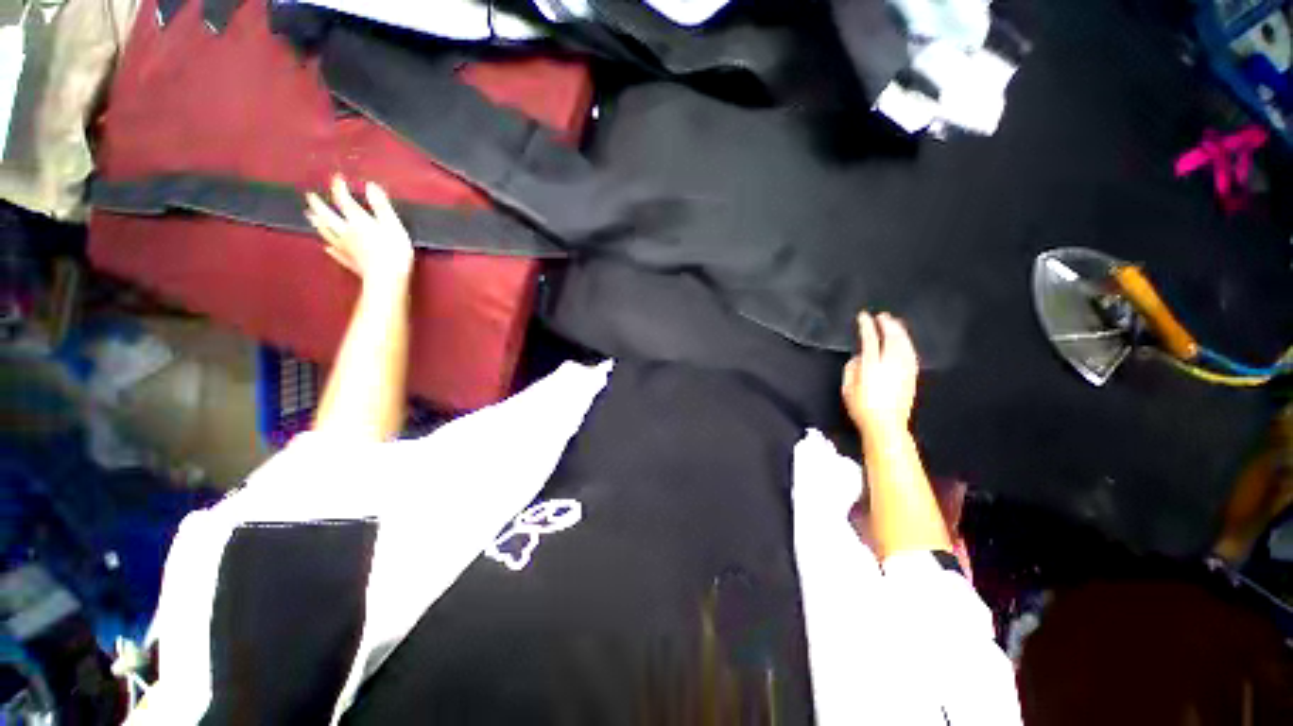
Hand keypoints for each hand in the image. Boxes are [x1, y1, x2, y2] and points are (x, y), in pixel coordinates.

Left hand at [305, 176, 413, 284]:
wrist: (386, 278)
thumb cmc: (394, 251)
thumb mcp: (393, 225)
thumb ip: (381, 206)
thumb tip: (370, 185)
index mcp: (357, 221)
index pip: (344, 200)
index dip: (339, 188)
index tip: (337, 177)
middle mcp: (346, 232)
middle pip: (327, 216)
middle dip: (319, 204)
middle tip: (310, 196)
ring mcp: (345, 248)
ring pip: (327, 232)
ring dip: (318, 223)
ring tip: (310, 216)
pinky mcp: (349, 262)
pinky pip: (335, 253)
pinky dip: (329, 248)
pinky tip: (326, 247)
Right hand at [842, 312, 919, 437]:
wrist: (886, 425)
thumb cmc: (862, 408)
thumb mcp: (847, 388)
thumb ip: (851, 369)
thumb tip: (859, 357)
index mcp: (872, 366)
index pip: (870, 339)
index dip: (867, 326)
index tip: (863, 316)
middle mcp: (890, 364)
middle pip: (892, 338)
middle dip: (887, 324)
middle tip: (883, 315)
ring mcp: (904, 370)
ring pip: (904, 344)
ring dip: (899, 331)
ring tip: (895, 323)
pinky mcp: (912, 376)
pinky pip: (911, 354)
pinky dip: (907, 343)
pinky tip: (905, 341)